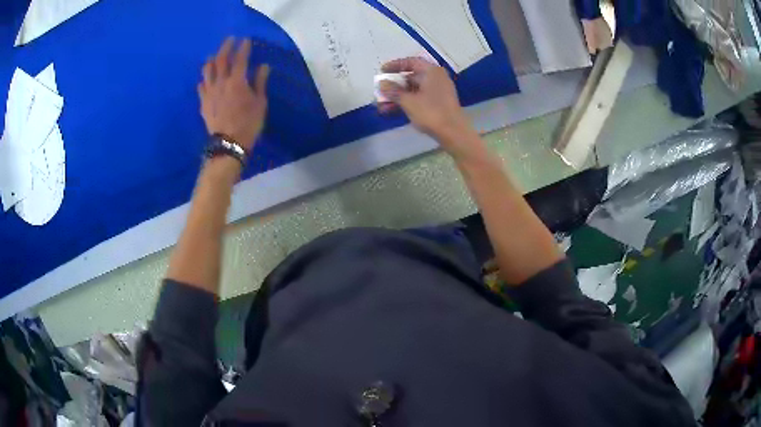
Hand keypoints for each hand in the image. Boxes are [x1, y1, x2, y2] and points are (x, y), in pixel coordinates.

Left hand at [199, 37, 269, 151]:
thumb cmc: (248, 124)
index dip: (243, 47)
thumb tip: (263, 66)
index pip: (240, 59)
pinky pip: (201, 87)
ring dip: (211, 60)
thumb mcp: (260, 103)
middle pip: (220, 60)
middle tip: (230, 40)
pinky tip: (205, 79)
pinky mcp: (203, 103)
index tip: (245, 40)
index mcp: (237, 81)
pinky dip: (204, 79)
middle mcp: (221, 83)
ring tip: (214, 55)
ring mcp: (209, 92)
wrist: (228, 144)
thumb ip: (260, 82)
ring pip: (207, 71)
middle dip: (226, 47)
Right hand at [378, 58, 475, 155]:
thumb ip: (393, 91)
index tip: (382, 71)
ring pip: (413, 90)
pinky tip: (391, 112)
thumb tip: (382, 83)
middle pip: (411, 77)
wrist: (454, 133)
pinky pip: (419, 99)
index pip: (411, 62)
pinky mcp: (438, 104)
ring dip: (397, 97)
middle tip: (380, 91)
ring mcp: (438, 92)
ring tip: (381, 106)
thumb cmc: (431, 112)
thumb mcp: (408, 101)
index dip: (395, 65)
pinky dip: (406, 103)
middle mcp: (436, 78)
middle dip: (394, 85)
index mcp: (431, 71)